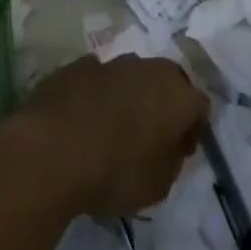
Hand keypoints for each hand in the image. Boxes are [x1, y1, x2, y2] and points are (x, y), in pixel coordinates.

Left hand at [3, 55, 208, 217]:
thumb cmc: (114, 172)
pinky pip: (96, 79)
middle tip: (150, 136)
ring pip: (131, 76)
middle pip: (167, 81)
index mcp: (177, 95)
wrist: (50, 150)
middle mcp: (148, 68)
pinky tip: (82, 120)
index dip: (192, 131)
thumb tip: (167, 148)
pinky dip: (96, 95)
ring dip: (129, 96)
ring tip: (112, 128)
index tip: (178, 154)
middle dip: (163, 104)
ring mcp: (110, 62)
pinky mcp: (75, 66)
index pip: (199, 107)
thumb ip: (170, 162)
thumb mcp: (157, 187)